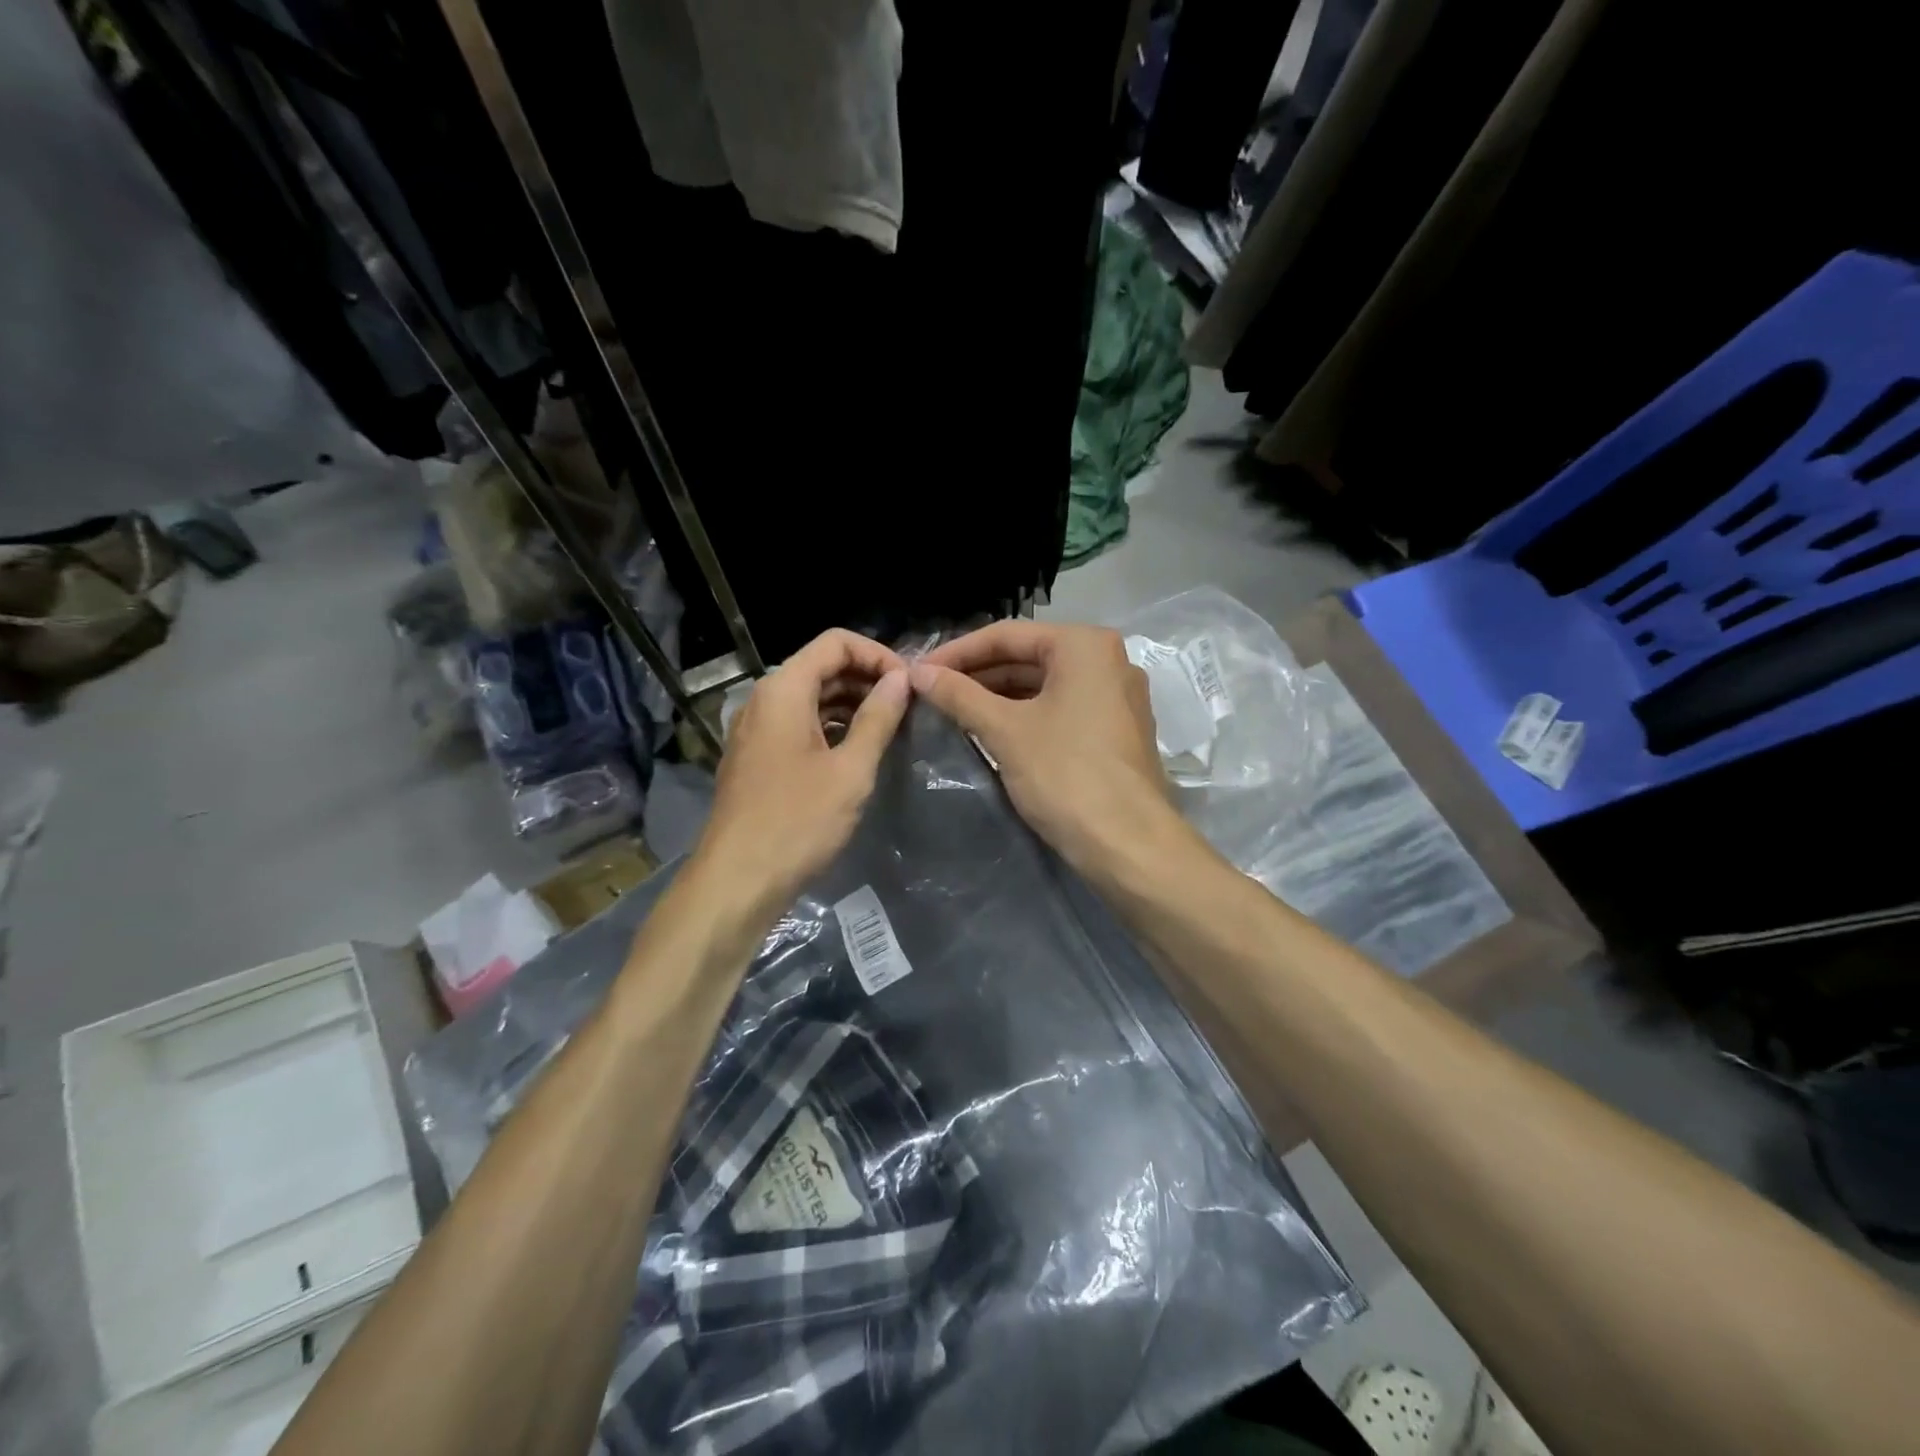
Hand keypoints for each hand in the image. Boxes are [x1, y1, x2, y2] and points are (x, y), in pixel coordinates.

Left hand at [693, 629, 910, 914]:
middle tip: (907, 707)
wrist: (738, 879)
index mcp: (783, 690)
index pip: (836, 642)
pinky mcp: (757, 756)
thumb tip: (900, 679)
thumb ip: (878, 718)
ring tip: (890, 727)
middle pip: (822, 666)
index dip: (878, 654)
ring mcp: (756, 729)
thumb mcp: (850, 770)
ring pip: (810, 697)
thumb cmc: (798, 821)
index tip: (909, 685)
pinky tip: (858, 750)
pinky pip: (798, 724)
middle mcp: (764, 699)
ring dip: (851, 703)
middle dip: (867, 678)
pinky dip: (830, 726)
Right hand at [909, 621, 1175, 872]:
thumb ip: (959, 695)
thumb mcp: (1004, 731)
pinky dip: (1025, 714)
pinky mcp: (1116, 730)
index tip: (919, 671)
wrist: (1128, 844)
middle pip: (1027, 657)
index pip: (1006, 635)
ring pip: (1044, 685)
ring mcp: (1116, 697)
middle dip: (977, 674)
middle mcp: (1107, 660)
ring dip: (998, 696)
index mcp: (1084, 645)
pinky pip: (1061, 708)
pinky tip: (990, 730)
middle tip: (931, 692)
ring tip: (952, 711)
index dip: (957, 652)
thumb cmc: (1065, 774)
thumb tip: (916, 672)